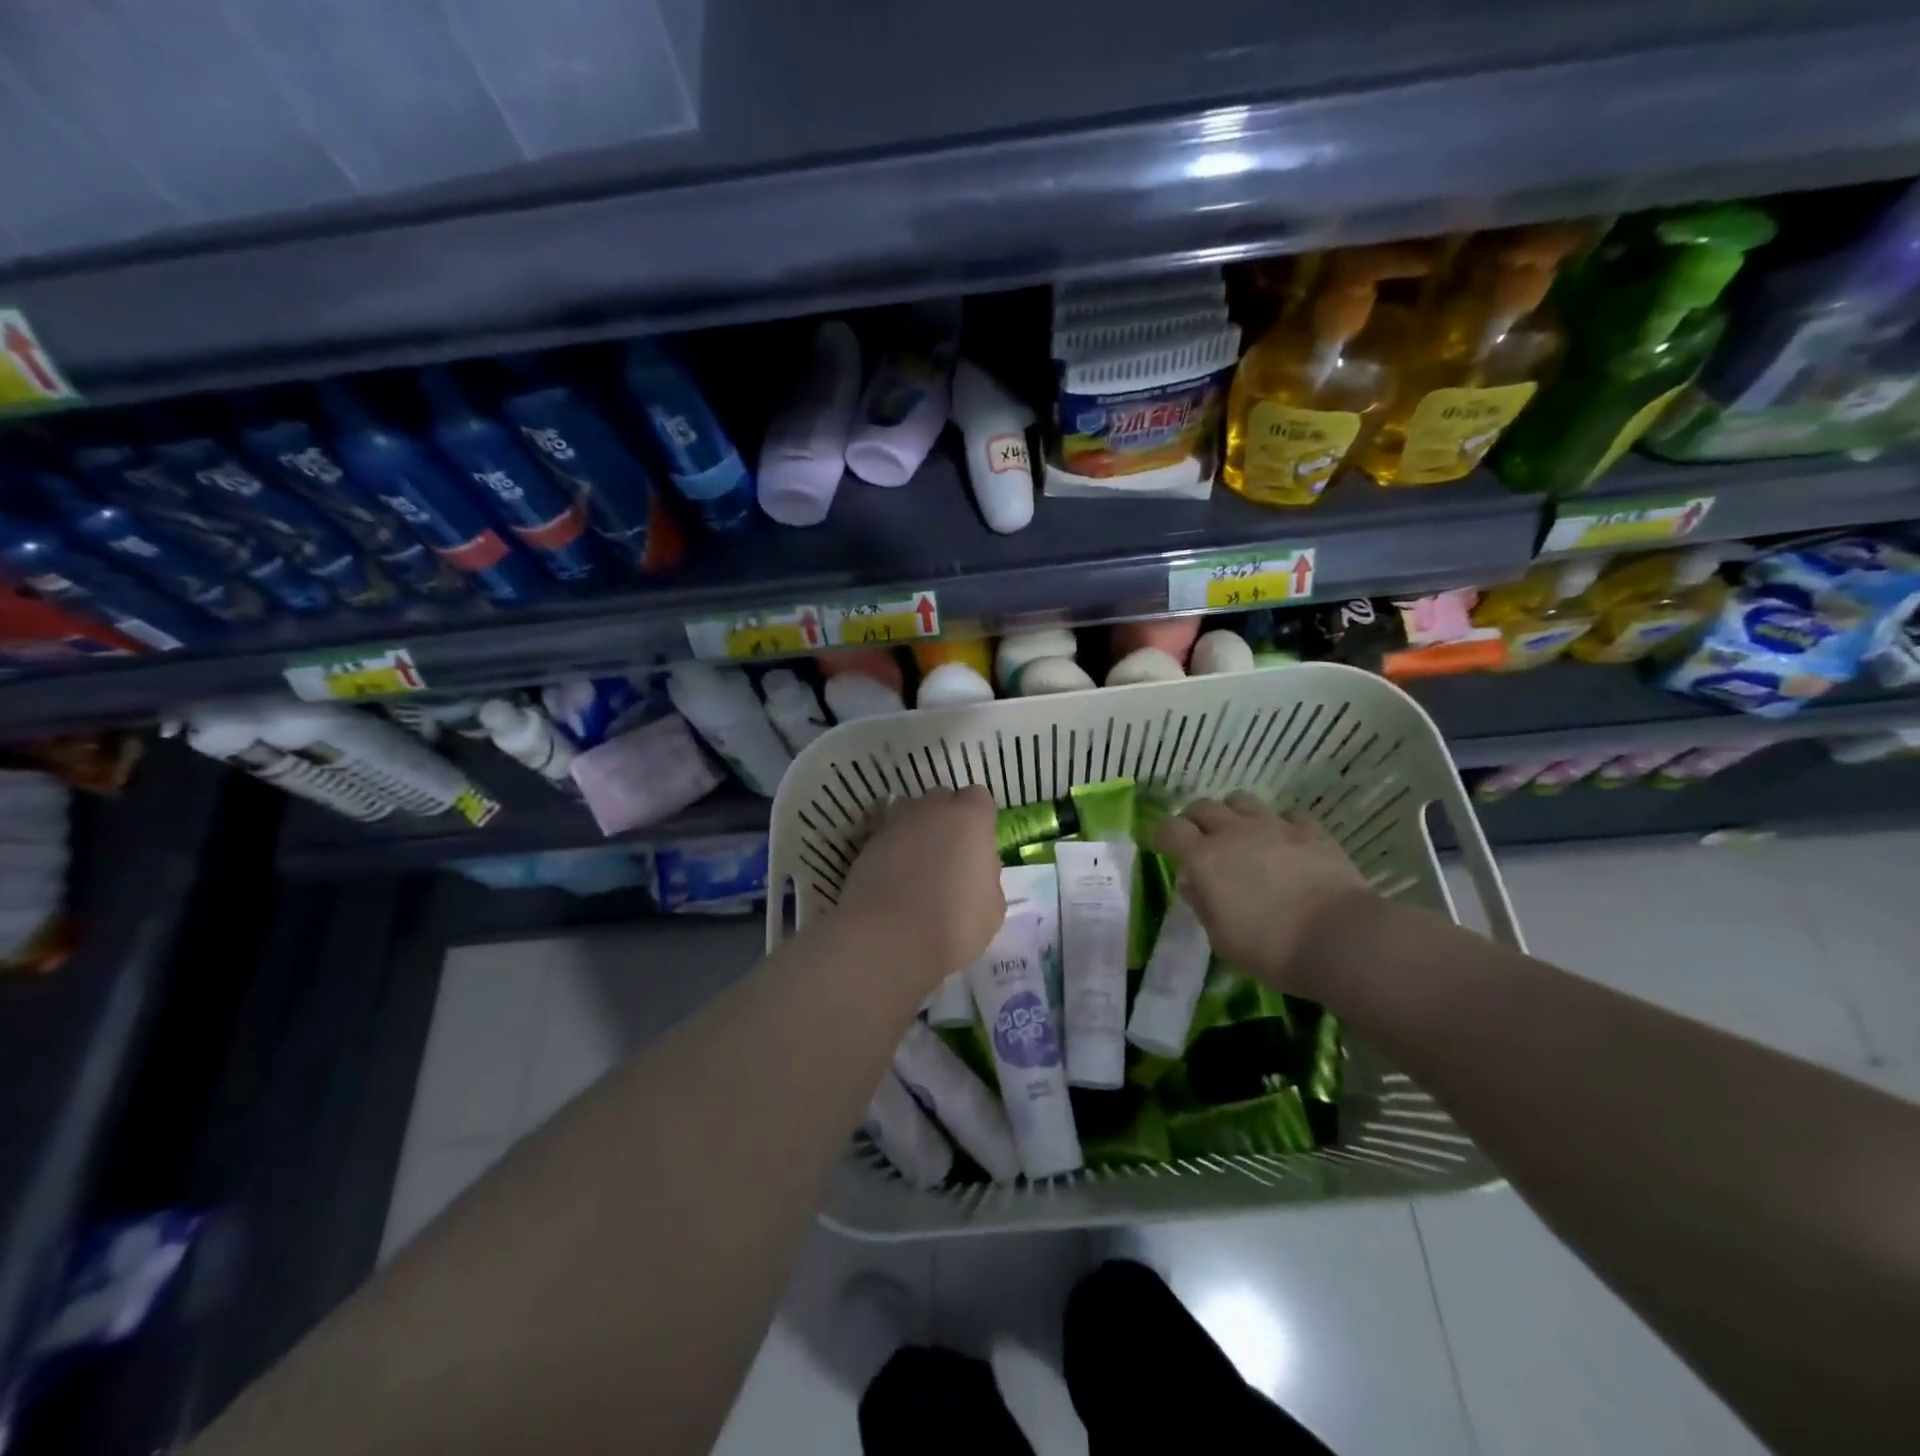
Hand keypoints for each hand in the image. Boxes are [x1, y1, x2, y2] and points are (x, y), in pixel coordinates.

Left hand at [837, 787, 1004, 986]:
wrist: (889, 939)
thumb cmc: (954, 924)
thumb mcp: (992, 907)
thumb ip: (985, 876)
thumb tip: (972, 871)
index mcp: (969, 819)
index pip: (978, 798)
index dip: (979, 820)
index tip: (978, 846)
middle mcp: (931, 811)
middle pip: (941, 799)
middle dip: (945, 818)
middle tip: (948, 855)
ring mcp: (895, 825)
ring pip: (908, 812)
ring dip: (915, 829)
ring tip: (916, 863)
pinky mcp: (866, 845)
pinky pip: (884, 837)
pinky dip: (890, 851)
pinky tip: (892, 880)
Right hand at [1151, 792, 1373, 996]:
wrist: (1341, 939)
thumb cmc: (1271, 948)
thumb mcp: (1222, 939)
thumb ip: (1203, 906)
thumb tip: (1192, 885)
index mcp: (1203, 858)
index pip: (1169, 829)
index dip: (1158, 833)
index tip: (1156, 843)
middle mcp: (1233, 832)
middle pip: (1202, 807)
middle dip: (1192, 819)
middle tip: (1195, 838)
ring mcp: (1274, 826)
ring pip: (1241, 800)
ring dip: (1231, 813)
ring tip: (1236, 832)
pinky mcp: (1310, 830)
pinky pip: (1286, 814)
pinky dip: (1277, 823)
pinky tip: (1282, 840)